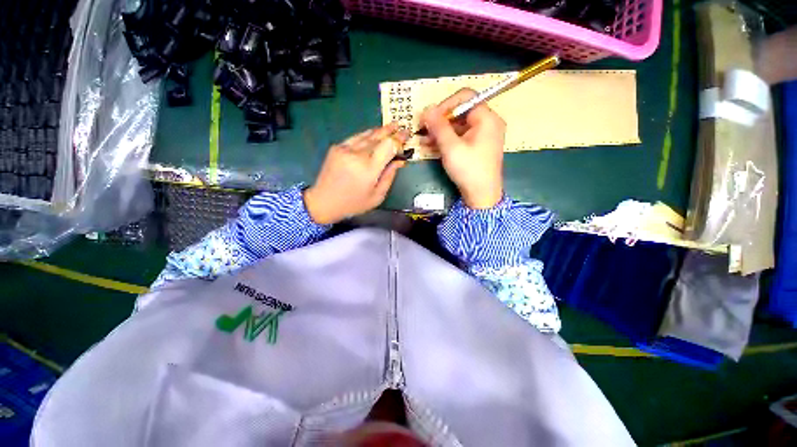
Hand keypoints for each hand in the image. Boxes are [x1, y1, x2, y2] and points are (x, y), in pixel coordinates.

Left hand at [304, 123, 408, 224]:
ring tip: (391, 126)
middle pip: (378, 137)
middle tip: (401, 127)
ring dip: (380, 131)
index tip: (406, 135)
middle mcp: (357, 155)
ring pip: (367, 135)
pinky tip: (374, 133)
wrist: (323, 202)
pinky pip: (356, 137)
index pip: (388, 146)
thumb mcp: (377, 196)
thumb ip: (389, 176)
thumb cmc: (353, 203)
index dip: (398, 139)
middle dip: (391, 132)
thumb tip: (399, 161)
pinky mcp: (337, 147)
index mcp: (368, 169)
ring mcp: (345, 149)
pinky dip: (367, 135)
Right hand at [420, 88, 505, 208]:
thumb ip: (438, 126)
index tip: (429, 117)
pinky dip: (446, 140)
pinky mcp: (477, 147)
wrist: (481, 196)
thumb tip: (426, 108)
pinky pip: (460, 137)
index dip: (445, 104)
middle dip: (440, 121)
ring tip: (423, 140)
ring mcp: (483, 136)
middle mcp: (487, 123)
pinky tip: (431, 146)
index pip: (465, 97)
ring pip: (458, 126)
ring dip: (440, 132)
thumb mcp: (451, 147)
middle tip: (423, 129)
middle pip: (460, 112)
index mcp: (487, 118)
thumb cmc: (469, 170)